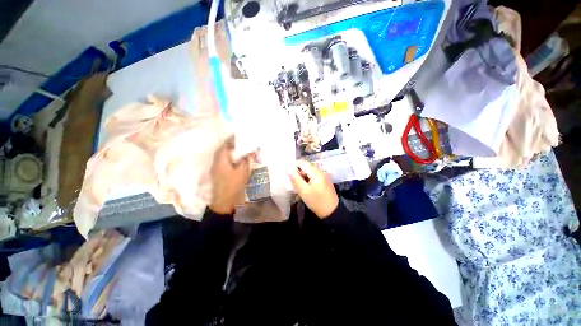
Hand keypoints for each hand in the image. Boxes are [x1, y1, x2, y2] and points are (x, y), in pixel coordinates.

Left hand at [209, 137, 250, 213]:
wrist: (224, 202)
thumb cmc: (233, 185)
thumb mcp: (242, 172)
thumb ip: (246, 160)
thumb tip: (252, 151)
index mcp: (221, 160)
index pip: (225, 145)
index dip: (231, 140)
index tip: (240, 136)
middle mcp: (216, 162)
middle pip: (222, 150)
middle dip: (230, 144)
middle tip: (240, 142)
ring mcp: (215, 168)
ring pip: (222, 156)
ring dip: (229, 151)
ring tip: (239, 149)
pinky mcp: (217, 173)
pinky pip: (223, 161)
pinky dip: (229, 157)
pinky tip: (236, 159)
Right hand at [289, 160, 338, 218]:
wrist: (331, 211)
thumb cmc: (316, 202)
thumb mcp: (303, 191)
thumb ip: (296, 178)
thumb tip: (289, 168)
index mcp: (316, 172)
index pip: (302, 162)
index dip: (294, 166)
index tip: (289, 174)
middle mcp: (321, 171)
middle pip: (306, 166)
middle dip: (298, 172)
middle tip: (293, 182)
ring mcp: (324, 175)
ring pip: (309, 170)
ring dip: (303, 175)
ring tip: (299, 185)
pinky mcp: (324, 179)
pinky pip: (314, 175)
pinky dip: (308, 178)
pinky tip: (306, 186)